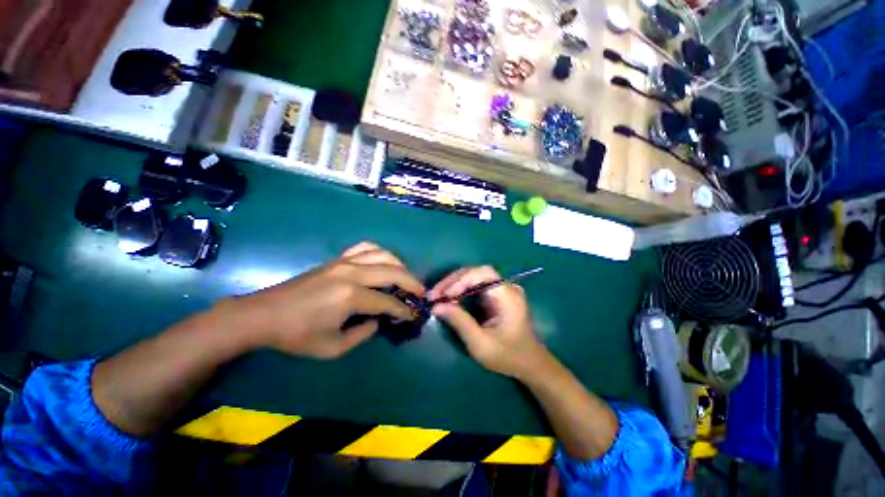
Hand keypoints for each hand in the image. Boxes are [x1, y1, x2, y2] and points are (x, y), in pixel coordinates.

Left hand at [219, 242, 424, 358]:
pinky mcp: (337, 259)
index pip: (388, 301)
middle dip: (411, 282)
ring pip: (382, 254)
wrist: (264, 314)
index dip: (404, 310)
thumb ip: (362, 334)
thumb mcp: (332, 348)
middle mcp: (352, 274)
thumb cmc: (296, 335)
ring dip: (399, 265)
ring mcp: (344, 262)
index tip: (414, 315)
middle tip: (420, 292)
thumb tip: (378, 320)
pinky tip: (383, 262)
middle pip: (393, 272)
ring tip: (405, 277)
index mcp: (351, 297)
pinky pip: (365, 247)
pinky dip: (380, 252)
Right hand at [429, 266, 547, 378]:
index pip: (483, 273)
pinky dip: (461, 289)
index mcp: (508, 295)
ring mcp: (502, 289)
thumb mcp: (480, 344)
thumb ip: (459, 322)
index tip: (444, 295)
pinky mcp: (497, 294)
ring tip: (437, 295)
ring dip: (454, 284)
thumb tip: (436, 306)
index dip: (461, 280)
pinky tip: (449, 297)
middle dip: (453, 281)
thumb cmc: (507, 356)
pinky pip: (476, 284)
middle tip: (434, 294)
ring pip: (474, 276)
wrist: (529, 363)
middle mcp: (506, 286)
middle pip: (476, 272)